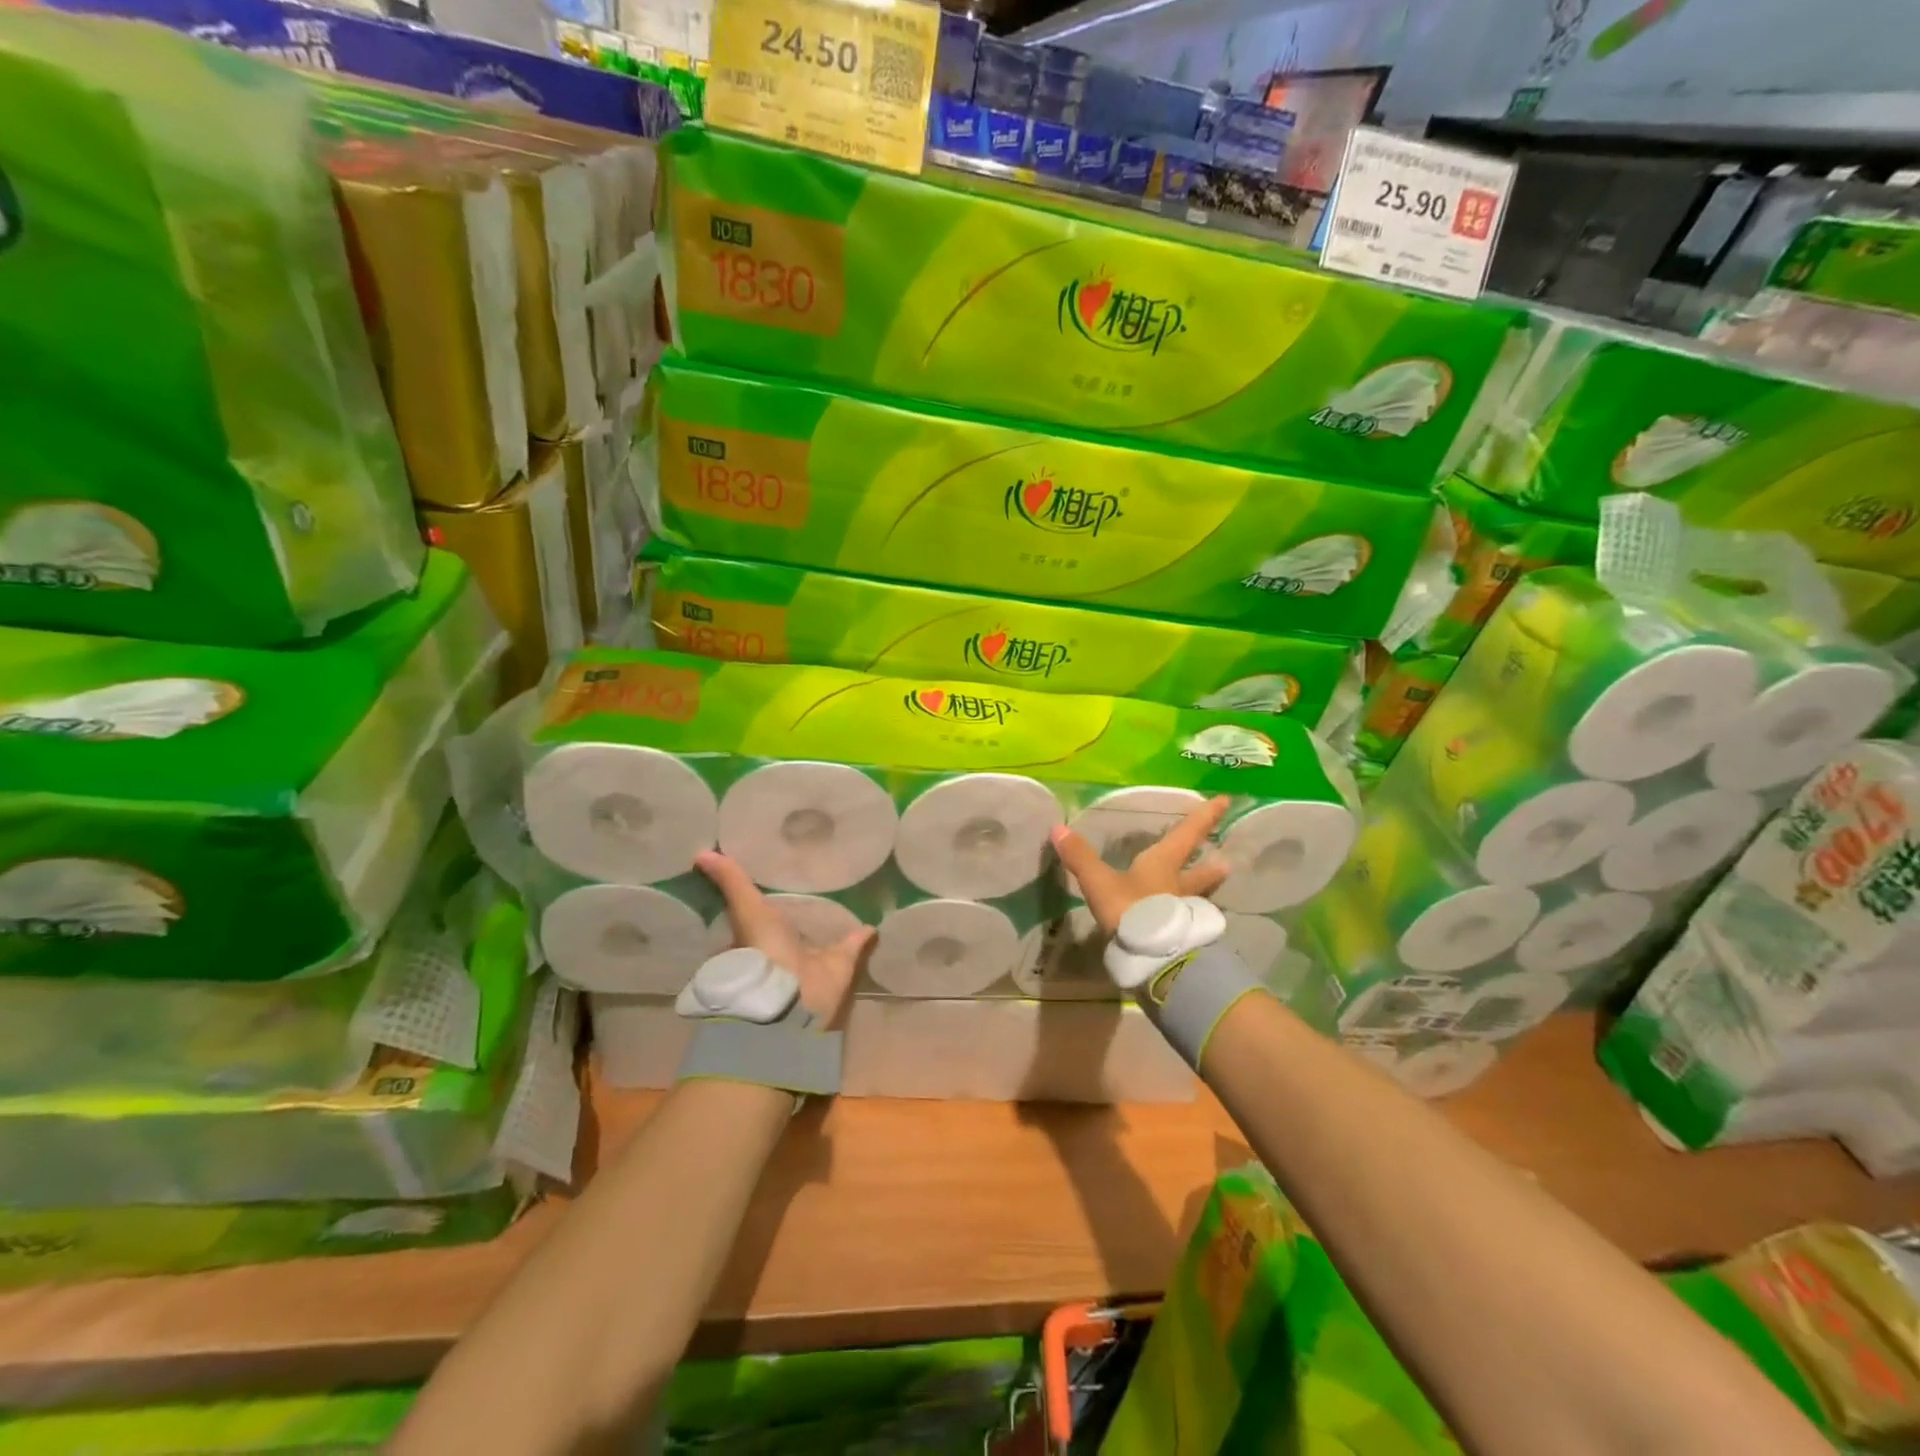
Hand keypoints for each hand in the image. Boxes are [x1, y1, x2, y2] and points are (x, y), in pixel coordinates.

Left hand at [695, 850, 872, 1028]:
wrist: (789, 995)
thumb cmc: (762, 950)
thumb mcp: (746, 909)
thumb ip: (731, 882)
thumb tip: (700, 852)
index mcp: (760, 936)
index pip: (759, 914)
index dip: (765, 899)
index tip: (775, 877)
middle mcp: (785, 947)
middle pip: (793, 925)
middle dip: (800, 912)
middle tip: (815, 883)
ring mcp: (814, 957)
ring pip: (823, 936)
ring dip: (833, 923)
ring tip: (846, 896)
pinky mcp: (841, 963)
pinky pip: (854, 945)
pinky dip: (864, 935)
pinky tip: (873, 921)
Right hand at [1049, 796, 1231, 935]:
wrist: (1155, 959)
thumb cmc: (1131, 911)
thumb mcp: (1100, 883)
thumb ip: (1081, 857)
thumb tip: (1058, 828)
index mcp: (1163, 865)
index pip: (1187, 834)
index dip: (1204, 817)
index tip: (1225, 801)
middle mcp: (1179, 887)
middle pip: (1201, 872)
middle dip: (1212, 865)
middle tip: (1226, 862)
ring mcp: (1184, 915)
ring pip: (1198, 899)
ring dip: (1205, 892)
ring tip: (1212, 891)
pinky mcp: (1183, 940)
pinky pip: (1188, 923)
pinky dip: (1189, 919)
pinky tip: (1185, 925)